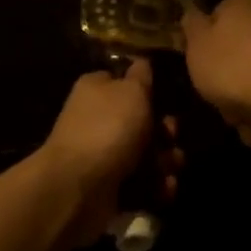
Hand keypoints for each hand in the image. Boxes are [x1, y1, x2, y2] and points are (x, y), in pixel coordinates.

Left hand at [40, 60, 181, 244]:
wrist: (79, 188)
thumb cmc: (109, 128)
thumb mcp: (132, 90)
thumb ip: (141, 75)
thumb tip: (142, 62)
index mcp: (97, 91)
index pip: (124, 82)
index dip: (148, 90)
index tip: (166, 98)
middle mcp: (97, 121)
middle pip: (141, 122)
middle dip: (164, 131)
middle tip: (171, 136)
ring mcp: (103, 156)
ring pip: (146, 154)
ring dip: (166, 160)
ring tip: (172, 166)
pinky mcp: (110, 188)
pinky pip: (142, 184)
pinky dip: (157, 187)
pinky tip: (164, 187)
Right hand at [179, 0, 250, 144]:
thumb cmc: (233, 66)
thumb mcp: (196, 45)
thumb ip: (192, 29)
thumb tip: (194, 16)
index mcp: (244, 4)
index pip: (218, 16)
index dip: (205, 42)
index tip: (198, 64)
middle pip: (238, 51)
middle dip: (226, 79)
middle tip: (216, 97)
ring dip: (244, 102)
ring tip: (239, 119)